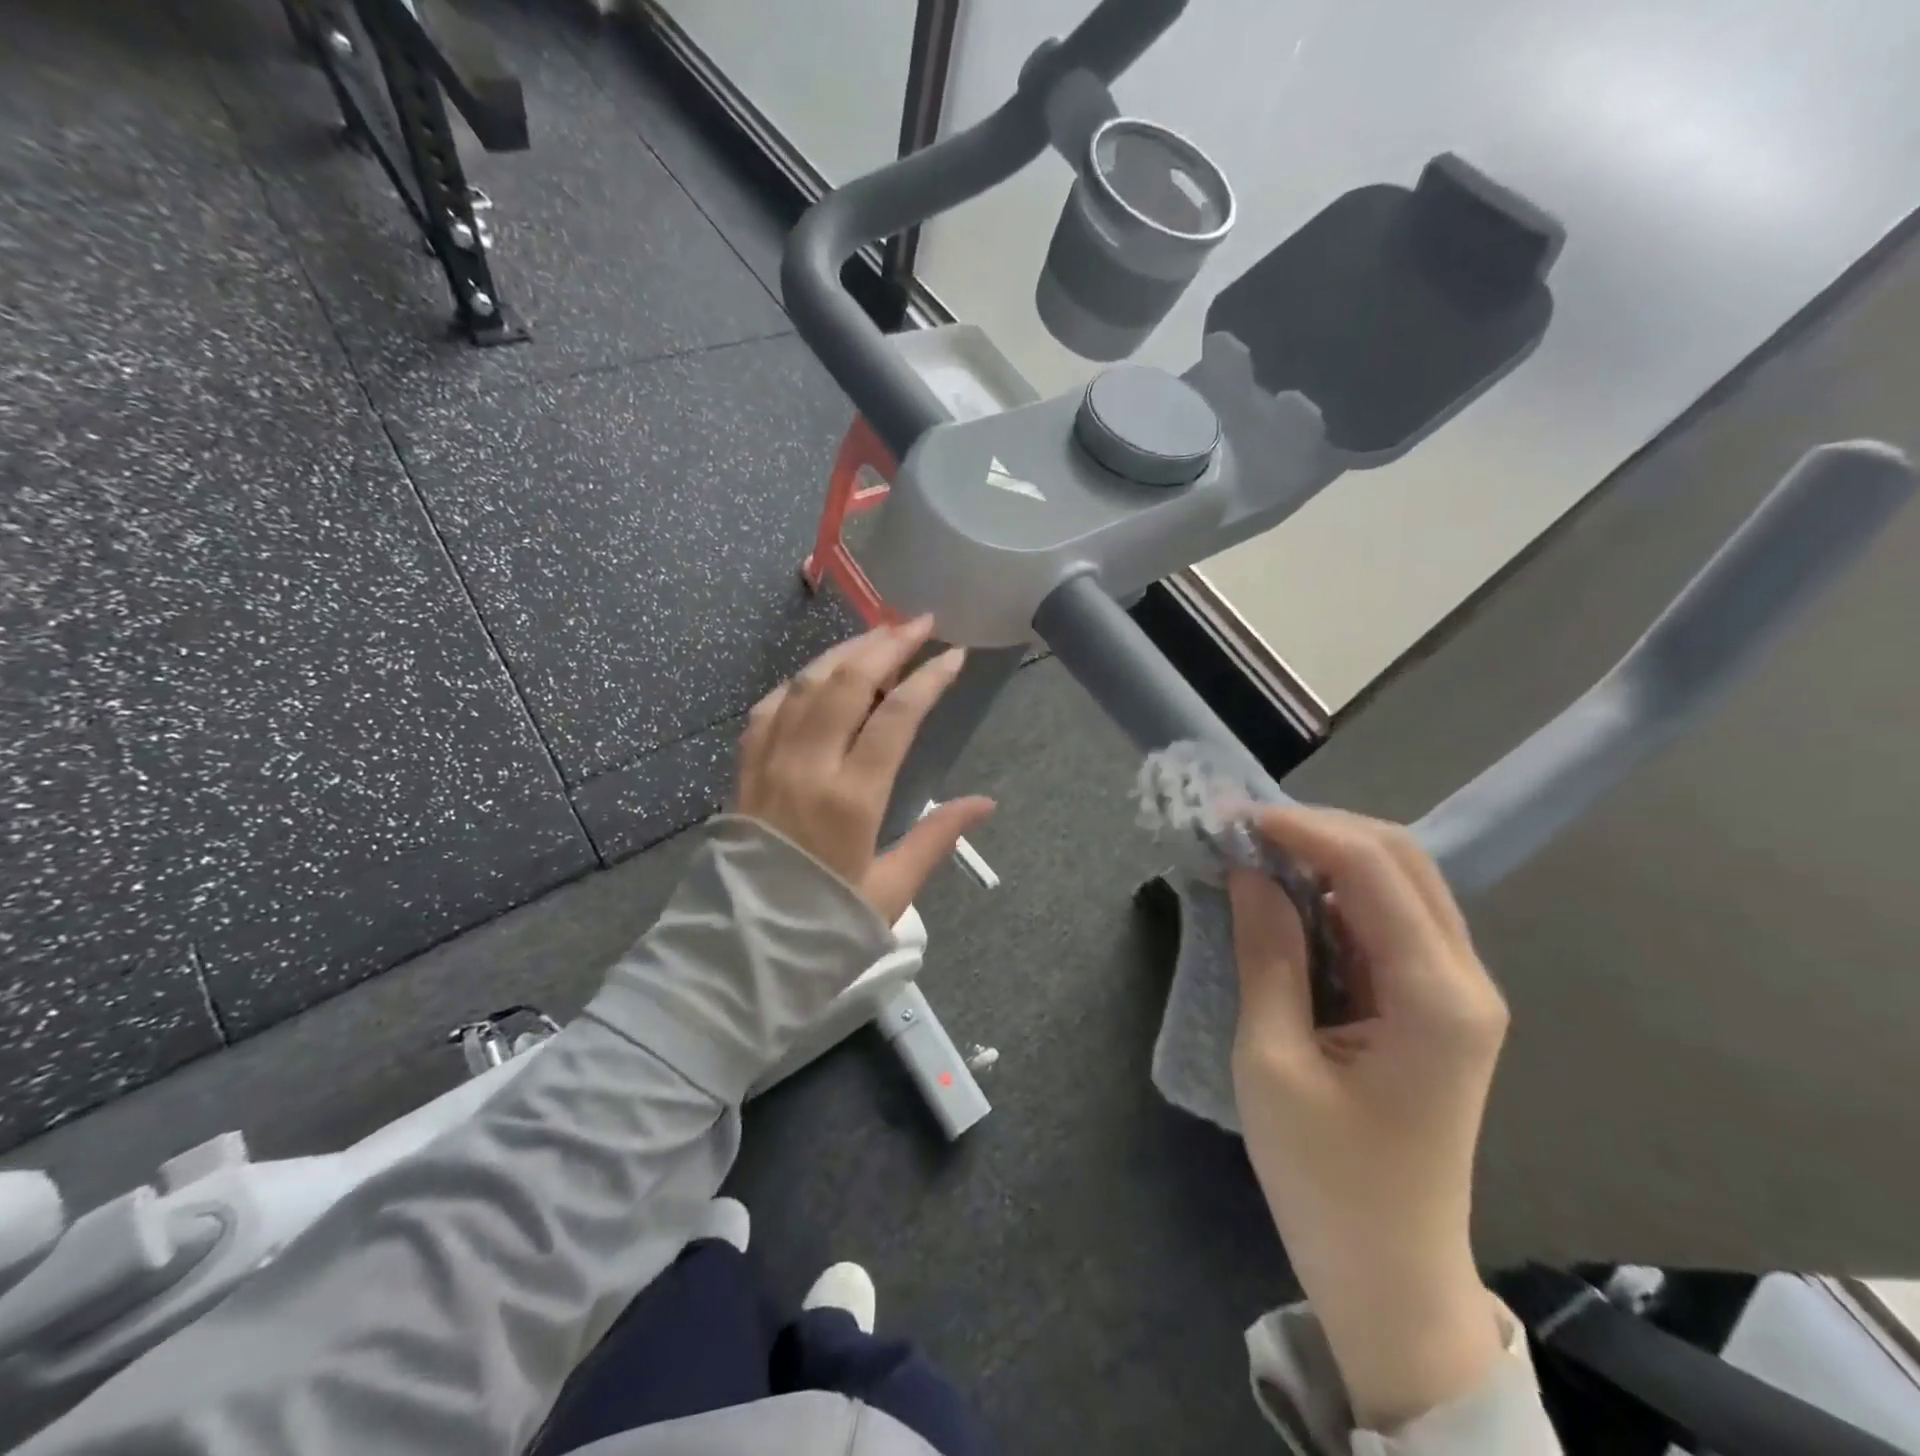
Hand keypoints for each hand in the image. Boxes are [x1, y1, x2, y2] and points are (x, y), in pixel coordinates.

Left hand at [736, 617, 995, 923]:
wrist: (739, 952)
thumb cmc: (822, 926)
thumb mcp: (891, 891)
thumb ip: (937, 838)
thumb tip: (985, 803)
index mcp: (851, 799)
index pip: (896, 717)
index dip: (928, 679)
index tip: (954, 655)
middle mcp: (807, 767)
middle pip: (848, 683)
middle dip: (888, 644)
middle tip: (919, 624)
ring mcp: (769, 763)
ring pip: (807, 684)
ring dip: (845, 653)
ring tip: (878, 637)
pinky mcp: (744, 770)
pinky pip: (769, 708)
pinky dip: (799, 683)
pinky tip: (819, 677)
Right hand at [1229, 806, 1509, 1431]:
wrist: (1390, 1275)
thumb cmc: (1323, 1179)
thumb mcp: (1271, 1061)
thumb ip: (1266, 954)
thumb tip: (1248, 871)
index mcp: (1436, 998)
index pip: (1374, 869)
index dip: (1301, 829)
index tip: (1232, 818)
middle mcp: (1464, 980)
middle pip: (1401, 859)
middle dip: (1319, 829)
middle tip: (1242, 830)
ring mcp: (1455, 992)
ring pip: (1398, 882)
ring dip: (1326, 855)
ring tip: (1255, 852)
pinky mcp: (1434, 1005)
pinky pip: (1388, 920)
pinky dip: (1335, 892)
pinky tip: (1287, 894)